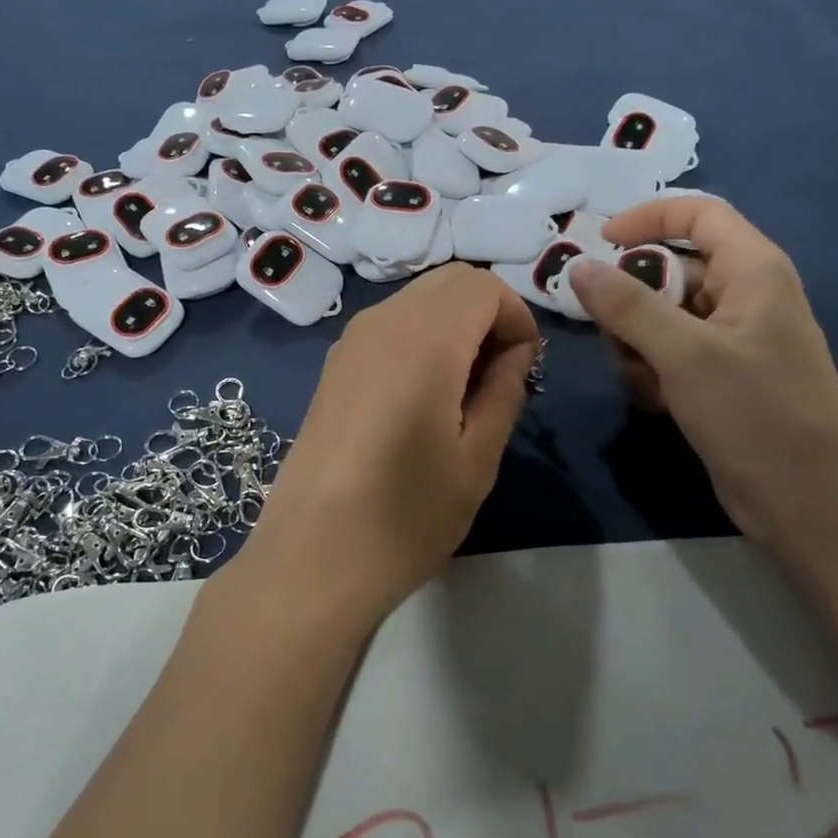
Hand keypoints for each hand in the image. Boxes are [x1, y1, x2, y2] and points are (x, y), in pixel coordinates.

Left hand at [237, 263, 539, 634]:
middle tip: (499, 373)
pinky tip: (423, 393)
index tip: (525, 367)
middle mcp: (382, 322)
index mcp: (424, 341)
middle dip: (488, 311)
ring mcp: (350, 340)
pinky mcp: (333, 363)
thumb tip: (516, 351)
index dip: (517, 317)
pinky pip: (390, 322)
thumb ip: (504, 390)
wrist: (311, 557)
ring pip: (418, 297)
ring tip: (464, 387)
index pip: (484, 286)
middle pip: (450, 280)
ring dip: (454, 322)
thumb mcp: (476, 459)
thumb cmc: (405, 517)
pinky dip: (421, 334)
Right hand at [568, 197, 837, 547]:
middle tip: (611, 333)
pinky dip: (651, 371)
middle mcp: (742, 295)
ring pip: (659, 316)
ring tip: (644, 380)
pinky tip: (656, 402)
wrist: (809, 500)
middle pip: (668, 270)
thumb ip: (627, 305)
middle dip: (631, 300)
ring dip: (636, 343)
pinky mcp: (718, 377)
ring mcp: (729, 339)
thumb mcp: (684, 352)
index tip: (600, 243)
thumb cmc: (756, 412)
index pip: (697, 213)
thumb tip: (578, 267)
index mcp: (751, 270)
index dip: (647, 217)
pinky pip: (667, 353)